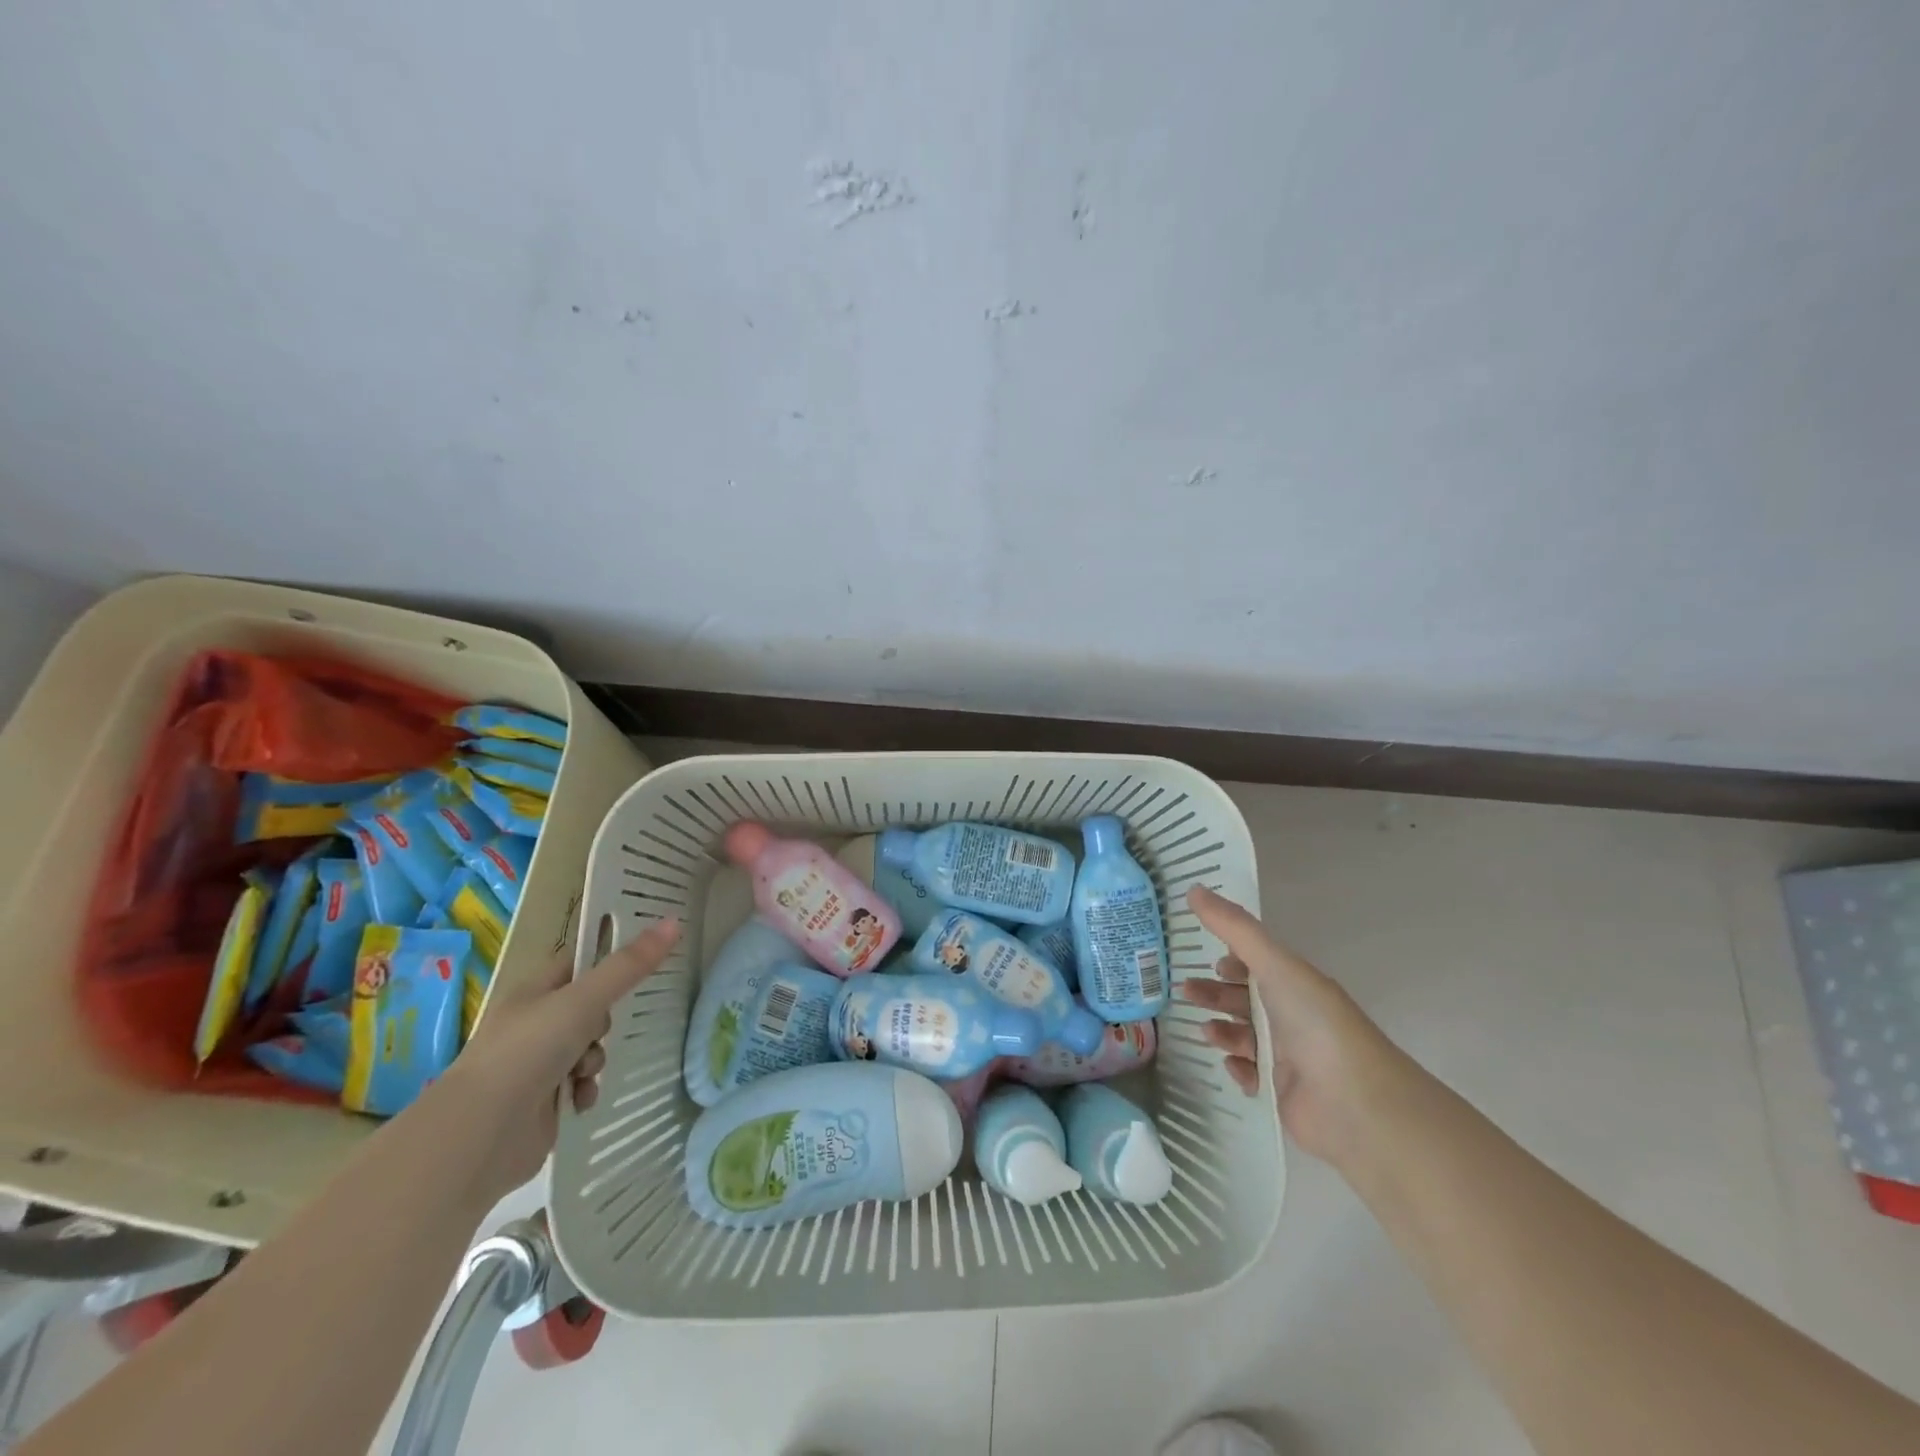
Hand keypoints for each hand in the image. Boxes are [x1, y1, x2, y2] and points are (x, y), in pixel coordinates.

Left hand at [441, 918, 680, 1200]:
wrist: (479, 1135)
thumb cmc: (528, 1052)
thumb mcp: (584, 1000)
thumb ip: (629, 966)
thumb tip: (674, 922)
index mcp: (535, 991)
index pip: (579, 962)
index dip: (609, 959)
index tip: (644, 958)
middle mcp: (534, 1023)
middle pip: (590, 1008)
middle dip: (604, 1021)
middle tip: (599, 1029)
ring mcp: (535, 1064)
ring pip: (588, 1048)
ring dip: (595, 1059)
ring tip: (584, 1072)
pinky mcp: (541, 1102)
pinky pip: (579, 1085)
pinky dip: (585, 1091)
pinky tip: (579, 1100)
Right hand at [1179, 886, 1405, 1166]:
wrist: (1353, 1103)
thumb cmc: (1314, 1023)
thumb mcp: (1274, 965)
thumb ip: (1233, 928)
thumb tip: (1193, 888)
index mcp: (1296, 983)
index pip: (1258, 964)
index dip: (1231, 958)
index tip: (1201, 955)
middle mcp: (1293, 1016)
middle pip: (1245, 999)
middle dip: (1214, 993)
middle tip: (1184, 992)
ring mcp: (1289, 1056)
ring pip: (1244, 1036)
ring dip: (1221, 1029)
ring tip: (1204, 1031)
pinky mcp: (1282, 1092)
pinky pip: (1250, 1075)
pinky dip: (1237, 1068)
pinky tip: (1230, 1064)